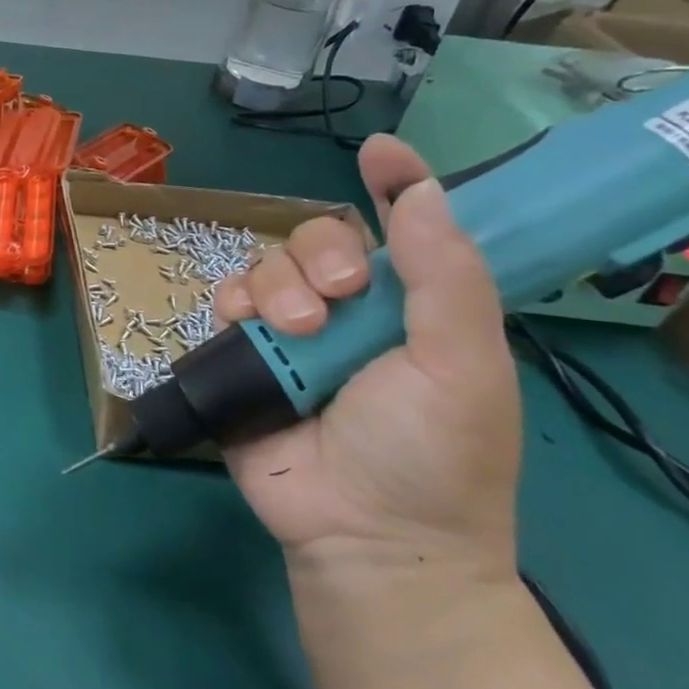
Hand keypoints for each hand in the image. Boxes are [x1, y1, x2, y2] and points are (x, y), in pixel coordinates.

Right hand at [213, 135, 521, 579]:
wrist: (365, 535)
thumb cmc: (433, 453)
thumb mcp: (462, 364)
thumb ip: (446, 276)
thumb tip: (422, 188)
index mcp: (413, 308)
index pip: (405, 230)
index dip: (395, 184)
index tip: (379, 153)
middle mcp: (351, 312)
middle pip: (319, 240)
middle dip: (322, 254)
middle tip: (340, 296)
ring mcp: (293, 334)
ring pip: (268, 266)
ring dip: (279, 287)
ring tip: (298, 335)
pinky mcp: (245, 356)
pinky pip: (226, 301)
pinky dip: (233, 303)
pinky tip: (248, 328)